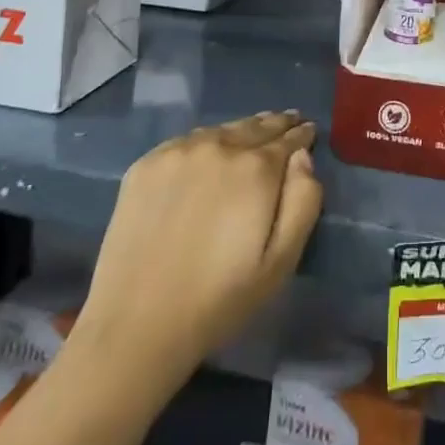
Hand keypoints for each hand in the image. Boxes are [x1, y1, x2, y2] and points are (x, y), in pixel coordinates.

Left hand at [72, 112, 321, 389]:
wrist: (135, 325)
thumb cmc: (219, 300)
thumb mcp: (280, 262)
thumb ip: (303, 202)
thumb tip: (302, 158)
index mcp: (256, 168)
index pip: (288, 139)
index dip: (301, 135)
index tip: (308, 130)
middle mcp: (218, 146)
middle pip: (255, 126)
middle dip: (276, 124)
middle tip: (289, 119)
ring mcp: (178, 152)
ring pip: (221, 130)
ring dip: (241, 130)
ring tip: (253, 132)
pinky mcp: (145, 164)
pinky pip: (187, 142)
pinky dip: (206, 142)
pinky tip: (209, 151)